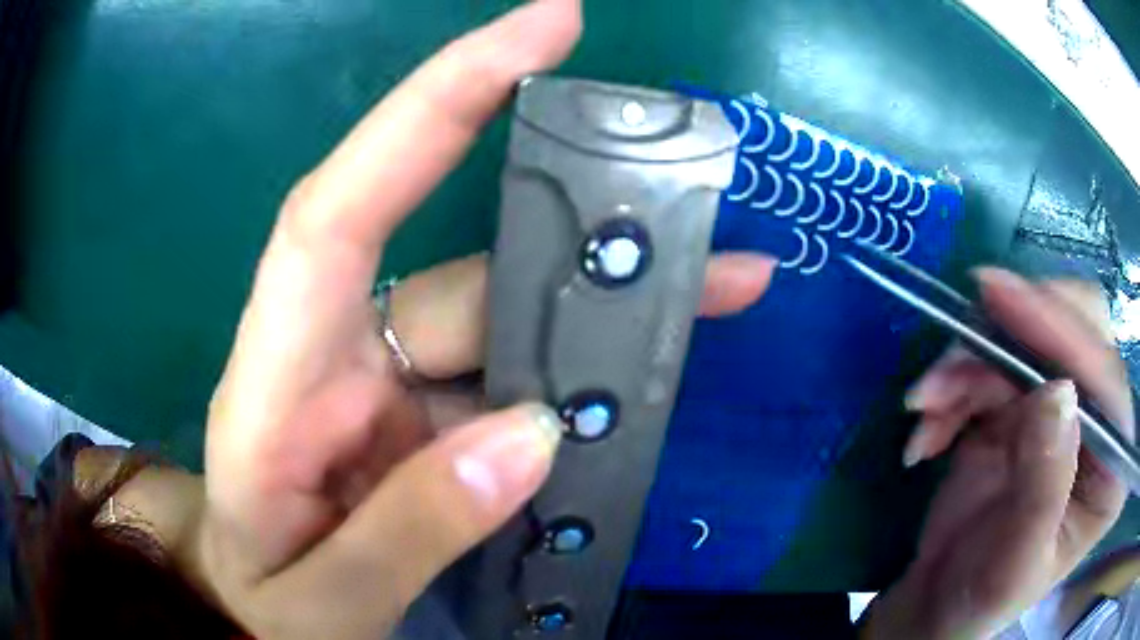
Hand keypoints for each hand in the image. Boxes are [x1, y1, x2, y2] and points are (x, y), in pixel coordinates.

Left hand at [195, 2, 774, 637]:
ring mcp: (389, 382)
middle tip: (696, 201)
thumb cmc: (263, 597)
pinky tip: (645, 374)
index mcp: (276, 382)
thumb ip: (408, 532)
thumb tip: (528, 438)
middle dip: (582, 224)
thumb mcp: (324, 597)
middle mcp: (337, 352)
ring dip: (610, 307)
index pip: (342, 202)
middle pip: (465, 260)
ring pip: (510, 317)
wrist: (251, 605)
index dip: (436, 100)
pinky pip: (517, 376)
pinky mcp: (426, 416)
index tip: (541, 27)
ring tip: (720, 283)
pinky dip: (583, 373)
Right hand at [862, 269, 1132, 638]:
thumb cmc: (980, 601)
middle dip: (1017, 331)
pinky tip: (926, 434)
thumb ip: (1046, 483)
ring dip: (968, 367)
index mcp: (1112, 469)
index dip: (1062, 333)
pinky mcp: (1020, 409)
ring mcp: (1060, 413)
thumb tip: (1056, 390)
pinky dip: (952, 391)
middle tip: (961, 336)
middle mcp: (1098, 427)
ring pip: (1024, 344)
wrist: (936, 607)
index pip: (1105, 379)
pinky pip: (989, 368)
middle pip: (1076, 333)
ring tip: (924, 409)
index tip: (1002, 298)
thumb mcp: (1013, 564)